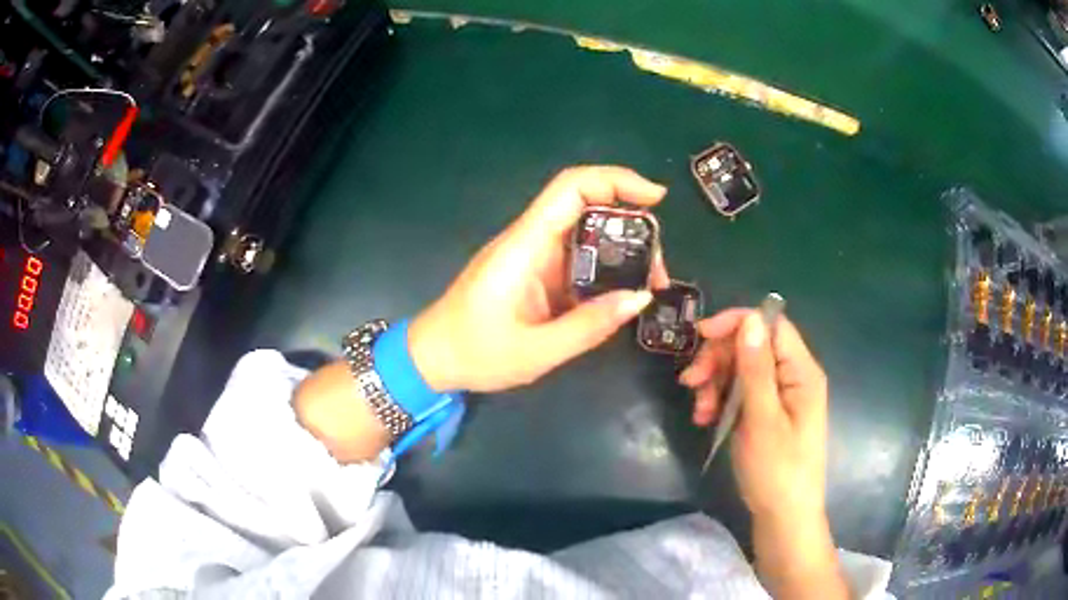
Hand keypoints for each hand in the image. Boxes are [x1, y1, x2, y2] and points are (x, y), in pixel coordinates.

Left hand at [409, 166, 668, 392]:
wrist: (432, 358)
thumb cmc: (475, 353)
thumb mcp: (537, 351)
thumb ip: (589, 325)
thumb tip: (641, 297)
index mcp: (525, 246)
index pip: (571, 188)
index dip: (615, 180)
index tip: (656, 198)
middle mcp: (530, 240)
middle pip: (587, 206)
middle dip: (632, 223)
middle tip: (659, 266)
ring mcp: (532, 255)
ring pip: (586, 232)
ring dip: (623, 249)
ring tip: (649, 283)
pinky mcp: (534, 272)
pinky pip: (577, 257)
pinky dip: (606, 268)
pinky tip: (622, 294)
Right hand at [679, 309, 828, 520]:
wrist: (784, 517)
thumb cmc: (777, 470)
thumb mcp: (763, 419)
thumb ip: (756, 369)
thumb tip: (750, 318)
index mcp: (802, 371)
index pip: (771, 325)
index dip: (737, 323)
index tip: (700, 337)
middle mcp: (793, 376)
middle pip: (753, 345)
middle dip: (719, 359)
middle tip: (691, 382)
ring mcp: (781, 395)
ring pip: (742, 369)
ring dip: (716, 382)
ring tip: (699, 410)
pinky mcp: (769, 413)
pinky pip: (742, 392)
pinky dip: (721, 400)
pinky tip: (706, 418)